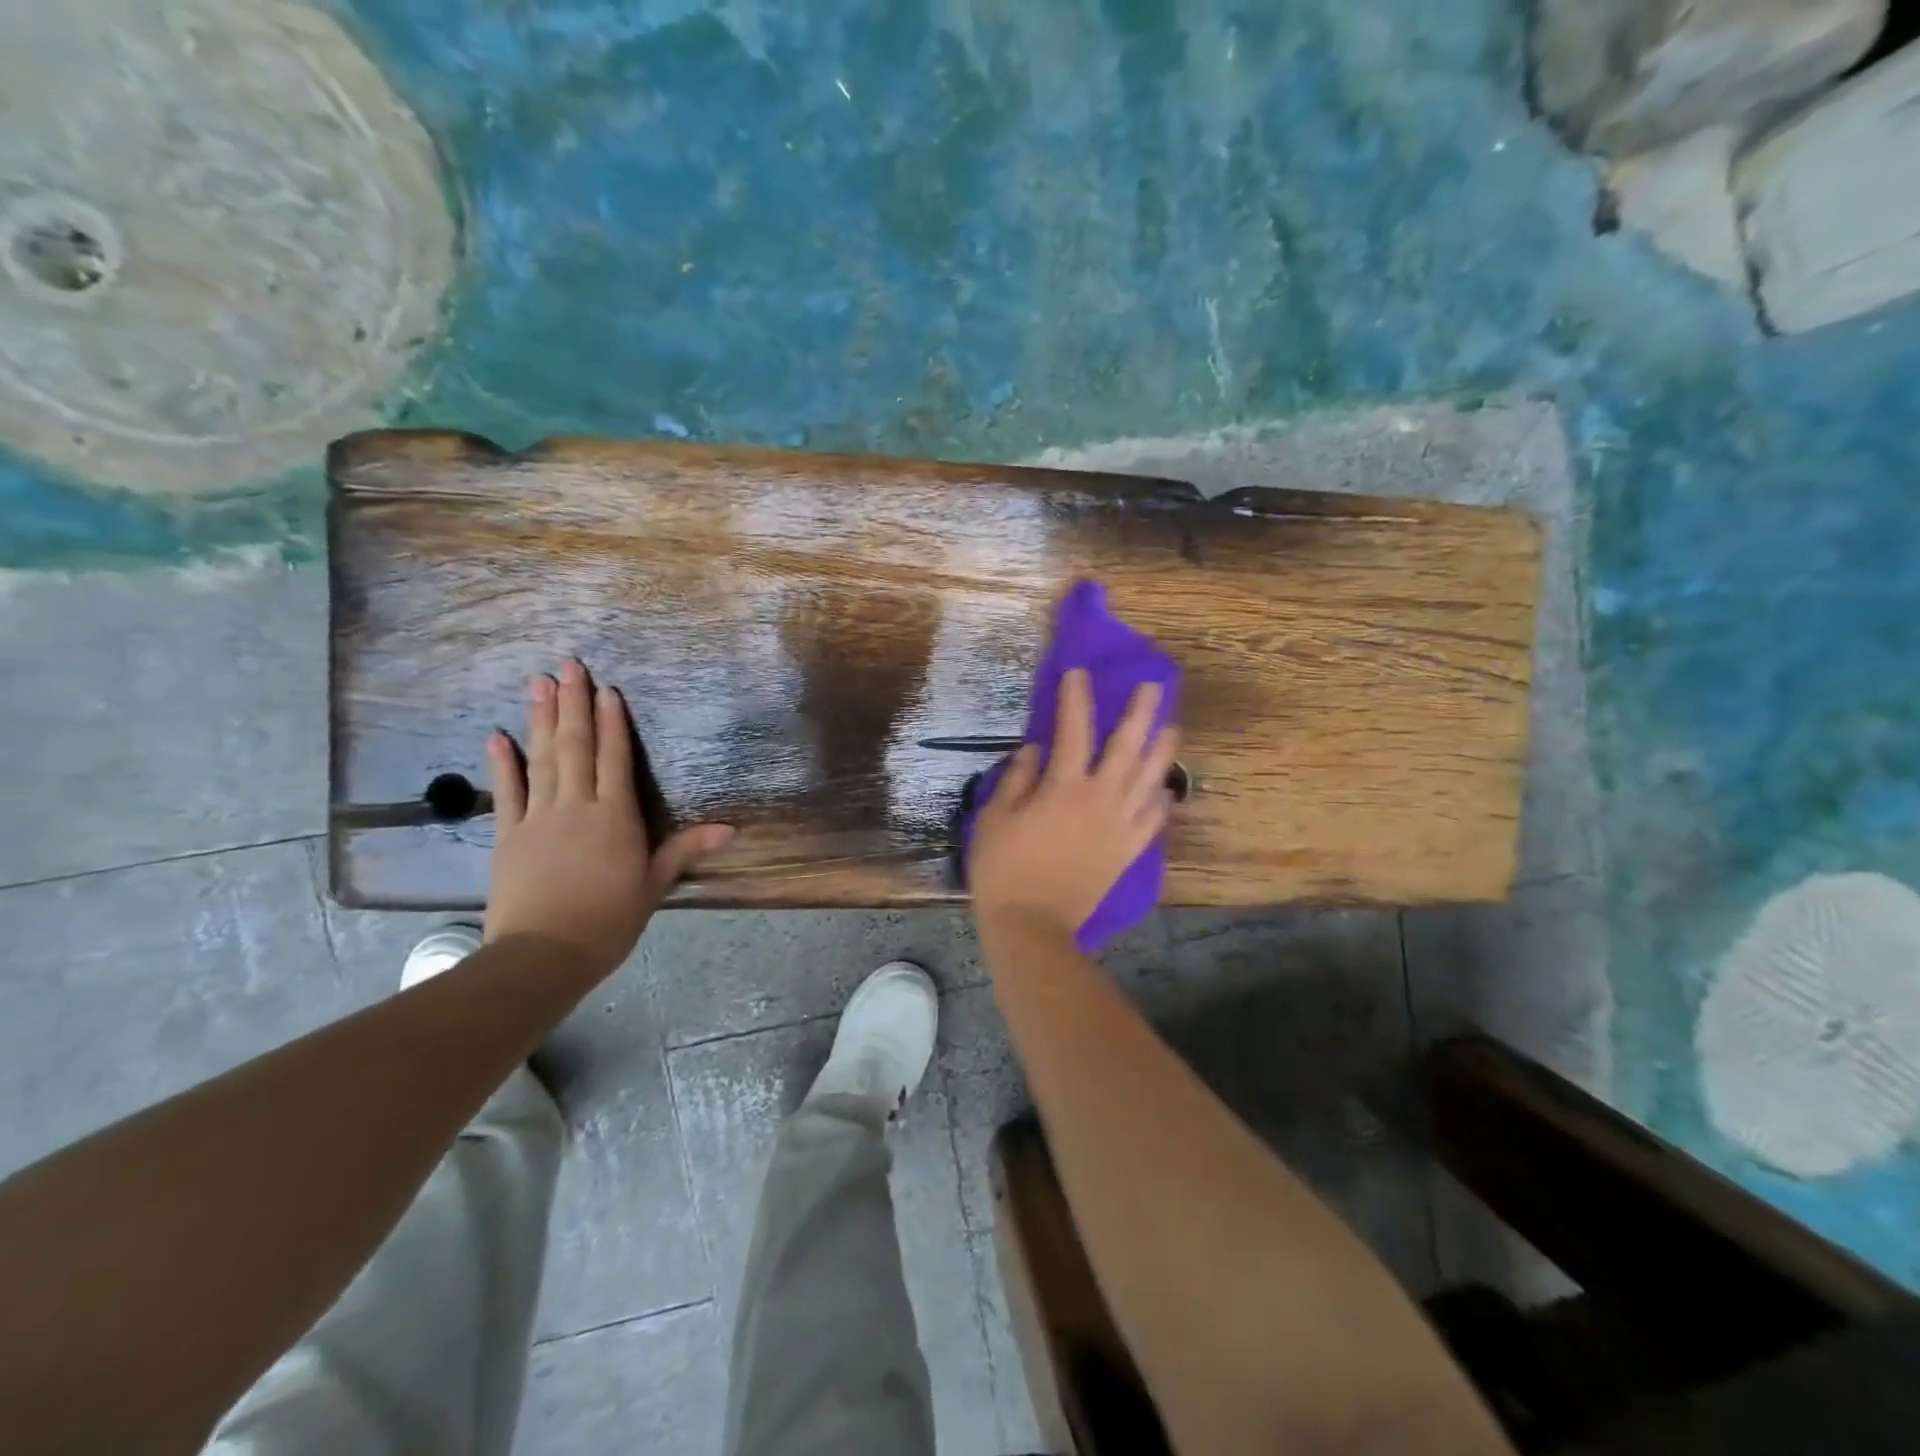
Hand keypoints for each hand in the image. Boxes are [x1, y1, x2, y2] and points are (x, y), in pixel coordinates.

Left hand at [483, 660, 732, 975]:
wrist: (543, 954)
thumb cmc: (609, 920)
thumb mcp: (654, 884)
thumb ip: (686, 849)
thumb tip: (731, 828)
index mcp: (614, 816)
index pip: (615, 759)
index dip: (611, 722)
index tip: (607, 689)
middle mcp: (576, 806)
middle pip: (575, 746)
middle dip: (573, 703)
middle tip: (568, 664)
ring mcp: (538, 817)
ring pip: (541, 758)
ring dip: (540, 718)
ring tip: (538, 682)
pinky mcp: (509, 835)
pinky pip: (507, 791)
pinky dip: (503, 762)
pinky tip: (497, 735)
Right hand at [968, 669, 1179, 940]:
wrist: (1033, 926)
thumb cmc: (1004, 870)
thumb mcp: (995, 818)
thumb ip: (1017, 778)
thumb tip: (1036, 749)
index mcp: (1064, 788)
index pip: (1075, 731)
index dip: (1077, 698)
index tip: (1079, 673)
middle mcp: (1100, 799)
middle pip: (1127, 748)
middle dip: (1140, 713)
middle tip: (1153, 686)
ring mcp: (1120, 826)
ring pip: (1149, 779)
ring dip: (1161, 750)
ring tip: (1171, 727)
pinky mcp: (1127, 852)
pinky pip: (1152, 821)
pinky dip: (1160, 801)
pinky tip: (1164, 788)